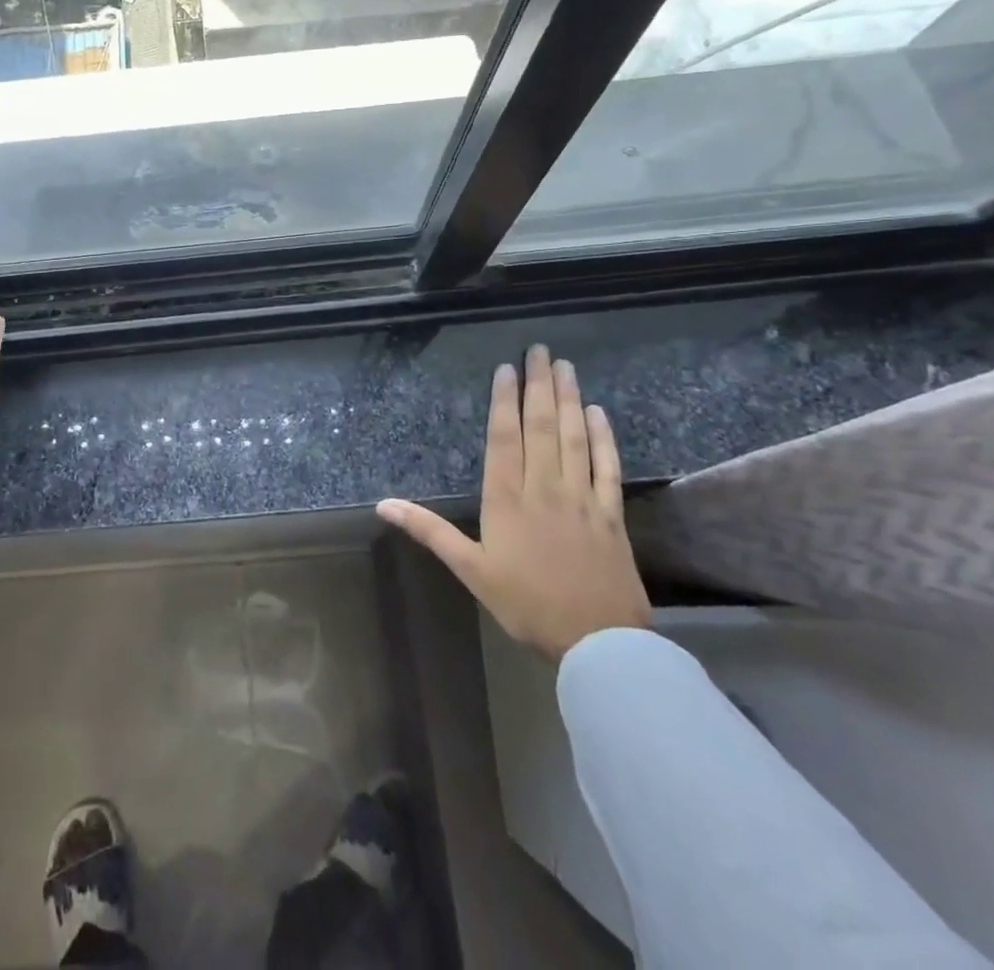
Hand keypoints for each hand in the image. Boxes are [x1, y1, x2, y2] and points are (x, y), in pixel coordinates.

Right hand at [377, 345, 649, 659]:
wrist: (598, 642)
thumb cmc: (525, 604)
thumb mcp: (470, 570)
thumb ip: (429, 531)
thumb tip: (382, 504)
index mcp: (507, 499)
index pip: (504, 438)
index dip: (504, 400)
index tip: (506, 368)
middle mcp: (544, 488)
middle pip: (541, 427)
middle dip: (539, 385)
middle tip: (539, 350)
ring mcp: (582, 498)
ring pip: (573, 438)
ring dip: (569, 399)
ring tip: (565, 367)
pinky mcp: (611, 514)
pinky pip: (607, 467)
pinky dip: (603, 437)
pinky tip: (599, 413)